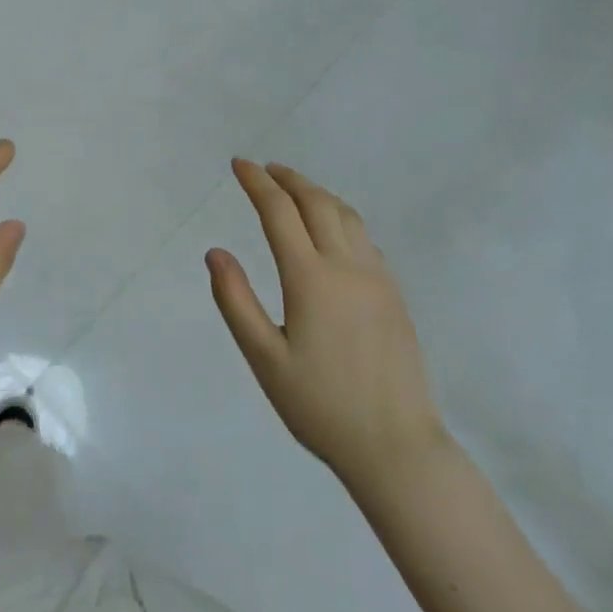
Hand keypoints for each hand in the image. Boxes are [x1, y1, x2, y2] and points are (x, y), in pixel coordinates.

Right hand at [208, 160, 443, 482]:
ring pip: (346, 215)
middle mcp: (347, 266)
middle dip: (288, 179)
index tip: (239, 164)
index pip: (279, 211)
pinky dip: (341, 216)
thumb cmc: (321, 406)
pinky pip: (365, 237)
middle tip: (264, 168)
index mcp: (310, 278)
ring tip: (295, 189)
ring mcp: (377, 277)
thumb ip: (235, 301)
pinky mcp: (394, 294)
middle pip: (317, 202)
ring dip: (317, 193)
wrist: (397, 447)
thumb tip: (215, 252)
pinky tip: (332, 229)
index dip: (257, 182)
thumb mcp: (264, 359)